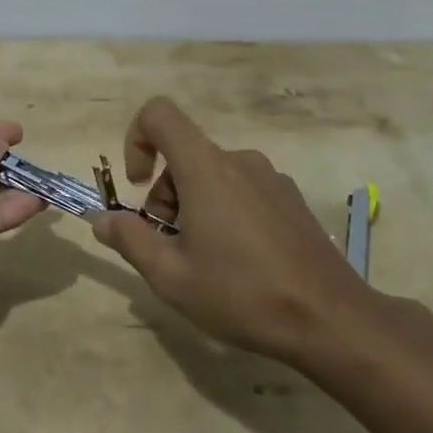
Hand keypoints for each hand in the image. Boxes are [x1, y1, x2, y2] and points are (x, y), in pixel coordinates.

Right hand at [90, 97, 375, 365]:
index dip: (136, 139)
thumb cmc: (241, 293)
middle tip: (171, 246)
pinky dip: (226, 211)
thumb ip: (130, 240)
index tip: (137, 186)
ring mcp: (270, 177)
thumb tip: (102, 219)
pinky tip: (241, 261)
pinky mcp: (291, 199)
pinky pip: (243, 189)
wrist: (330, 319)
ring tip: (206, 260)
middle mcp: (238, 159)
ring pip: (213, 175)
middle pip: (184, 154)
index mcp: (205, 167)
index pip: (159, 114)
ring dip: (195, 205)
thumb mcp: (171, 276)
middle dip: (165, 193)